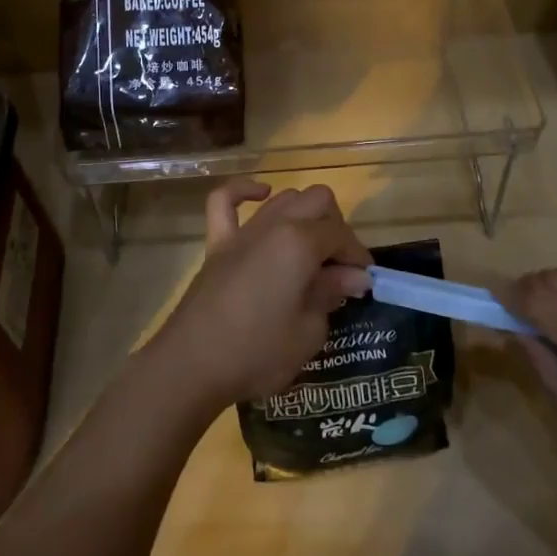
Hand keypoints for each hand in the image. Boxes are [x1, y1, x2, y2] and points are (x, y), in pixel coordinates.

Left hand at [145, 180, 371, 412]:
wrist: (193, 364)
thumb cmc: (258, 352)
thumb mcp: (309, 331)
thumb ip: (331, 294)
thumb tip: (353, 276)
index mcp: (300, 243)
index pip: (341, 234)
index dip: (357, 255)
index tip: (364, 282)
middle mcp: (274, 225)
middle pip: (317, 200)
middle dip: (335, 227)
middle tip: (337, 267)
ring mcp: (243, 231)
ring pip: (282, 198)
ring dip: (303, 214)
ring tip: (310, 249)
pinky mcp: (217, 243)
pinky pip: (225, 201)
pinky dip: (243, 192)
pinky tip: (261, 195)